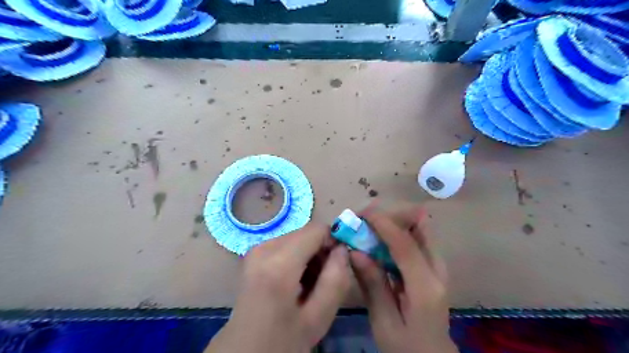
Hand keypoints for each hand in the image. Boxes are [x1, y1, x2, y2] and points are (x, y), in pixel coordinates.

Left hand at [206, 223, 352, 352]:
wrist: (243, 352)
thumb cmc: (282, 341)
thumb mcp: (318, 318)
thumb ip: (336, 279)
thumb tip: (343, 249)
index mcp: (279, 262)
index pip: (318, 229)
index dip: (333, 243)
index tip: (338, 266)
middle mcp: (264, 247)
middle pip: (306, 233)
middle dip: (321, 252)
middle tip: (323, 280)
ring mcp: (256, 249)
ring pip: (297, 238)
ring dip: (309, 256)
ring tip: (309, 285)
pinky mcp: (254, 254)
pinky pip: (286, 245)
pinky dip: (297, 258)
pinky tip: (296, 283)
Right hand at [349, 205, 457, 352]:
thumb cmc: (406, 346)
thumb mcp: (384, 322)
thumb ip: (372, 284)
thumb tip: (354, 251)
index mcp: (425, 287)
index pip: (405, 244)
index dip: (384, 223)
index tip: (362, 213)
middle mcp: (437, 269)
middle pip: (420, 227)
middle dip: (393, 215)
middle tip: (365, 218)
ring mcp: (439, 266)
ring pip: (420, 229)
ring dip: (395, 221)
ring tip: (370, 225)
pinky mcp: (434, 267)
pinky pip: (417, 239)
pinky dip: (399, 232)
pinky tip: (380, 239)